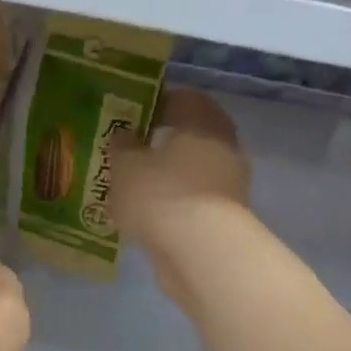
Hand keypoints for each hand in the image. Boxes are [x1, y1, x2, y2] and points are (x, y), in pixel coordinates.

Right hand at [112, 88, 251, 311]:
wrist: (200, 251)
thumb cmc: (161, 195)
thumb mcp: (125, 166)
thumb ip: (121, 146)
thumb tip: (124, 136)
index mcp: (202, 118)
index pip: (180, 98)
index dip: (152, 107)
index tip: (128, 121)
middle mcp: (223, 144)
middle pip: (189, 136)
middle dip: (160, 145)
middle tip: (128, 157)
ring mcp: (229, 183)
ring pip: (191, 171)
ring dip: (167, 178)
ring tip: (133, 191)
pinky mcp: (225, 217)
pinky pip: (193, 202)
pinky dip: (174, 205)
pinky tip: (149, 218)